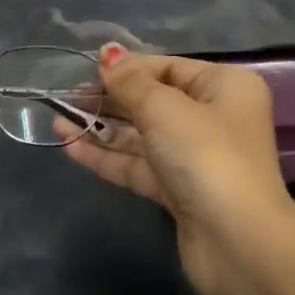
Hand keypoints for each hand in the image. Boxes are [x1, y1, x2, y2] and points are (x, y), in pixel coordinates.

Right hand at [61, 44, 294, 294]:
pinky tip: (71, 147)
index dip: (128, 69)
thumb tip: (109, 52)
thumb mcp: (164, 109)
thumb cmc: (206, 156)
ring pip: (141, 136)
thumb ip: (131, 82)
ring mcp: (195, 158)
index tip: (87, 73)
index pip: (168, 68)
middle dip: (109, 100)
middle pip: (153, 102)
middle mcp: (213, 118)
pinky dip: (107, 157)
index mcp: (224, 87)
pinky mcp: (178, 191)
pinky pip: (138, 165)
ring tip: (57, 121)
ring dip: (101, 129)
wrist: (237, 242)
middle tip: (66, 99)